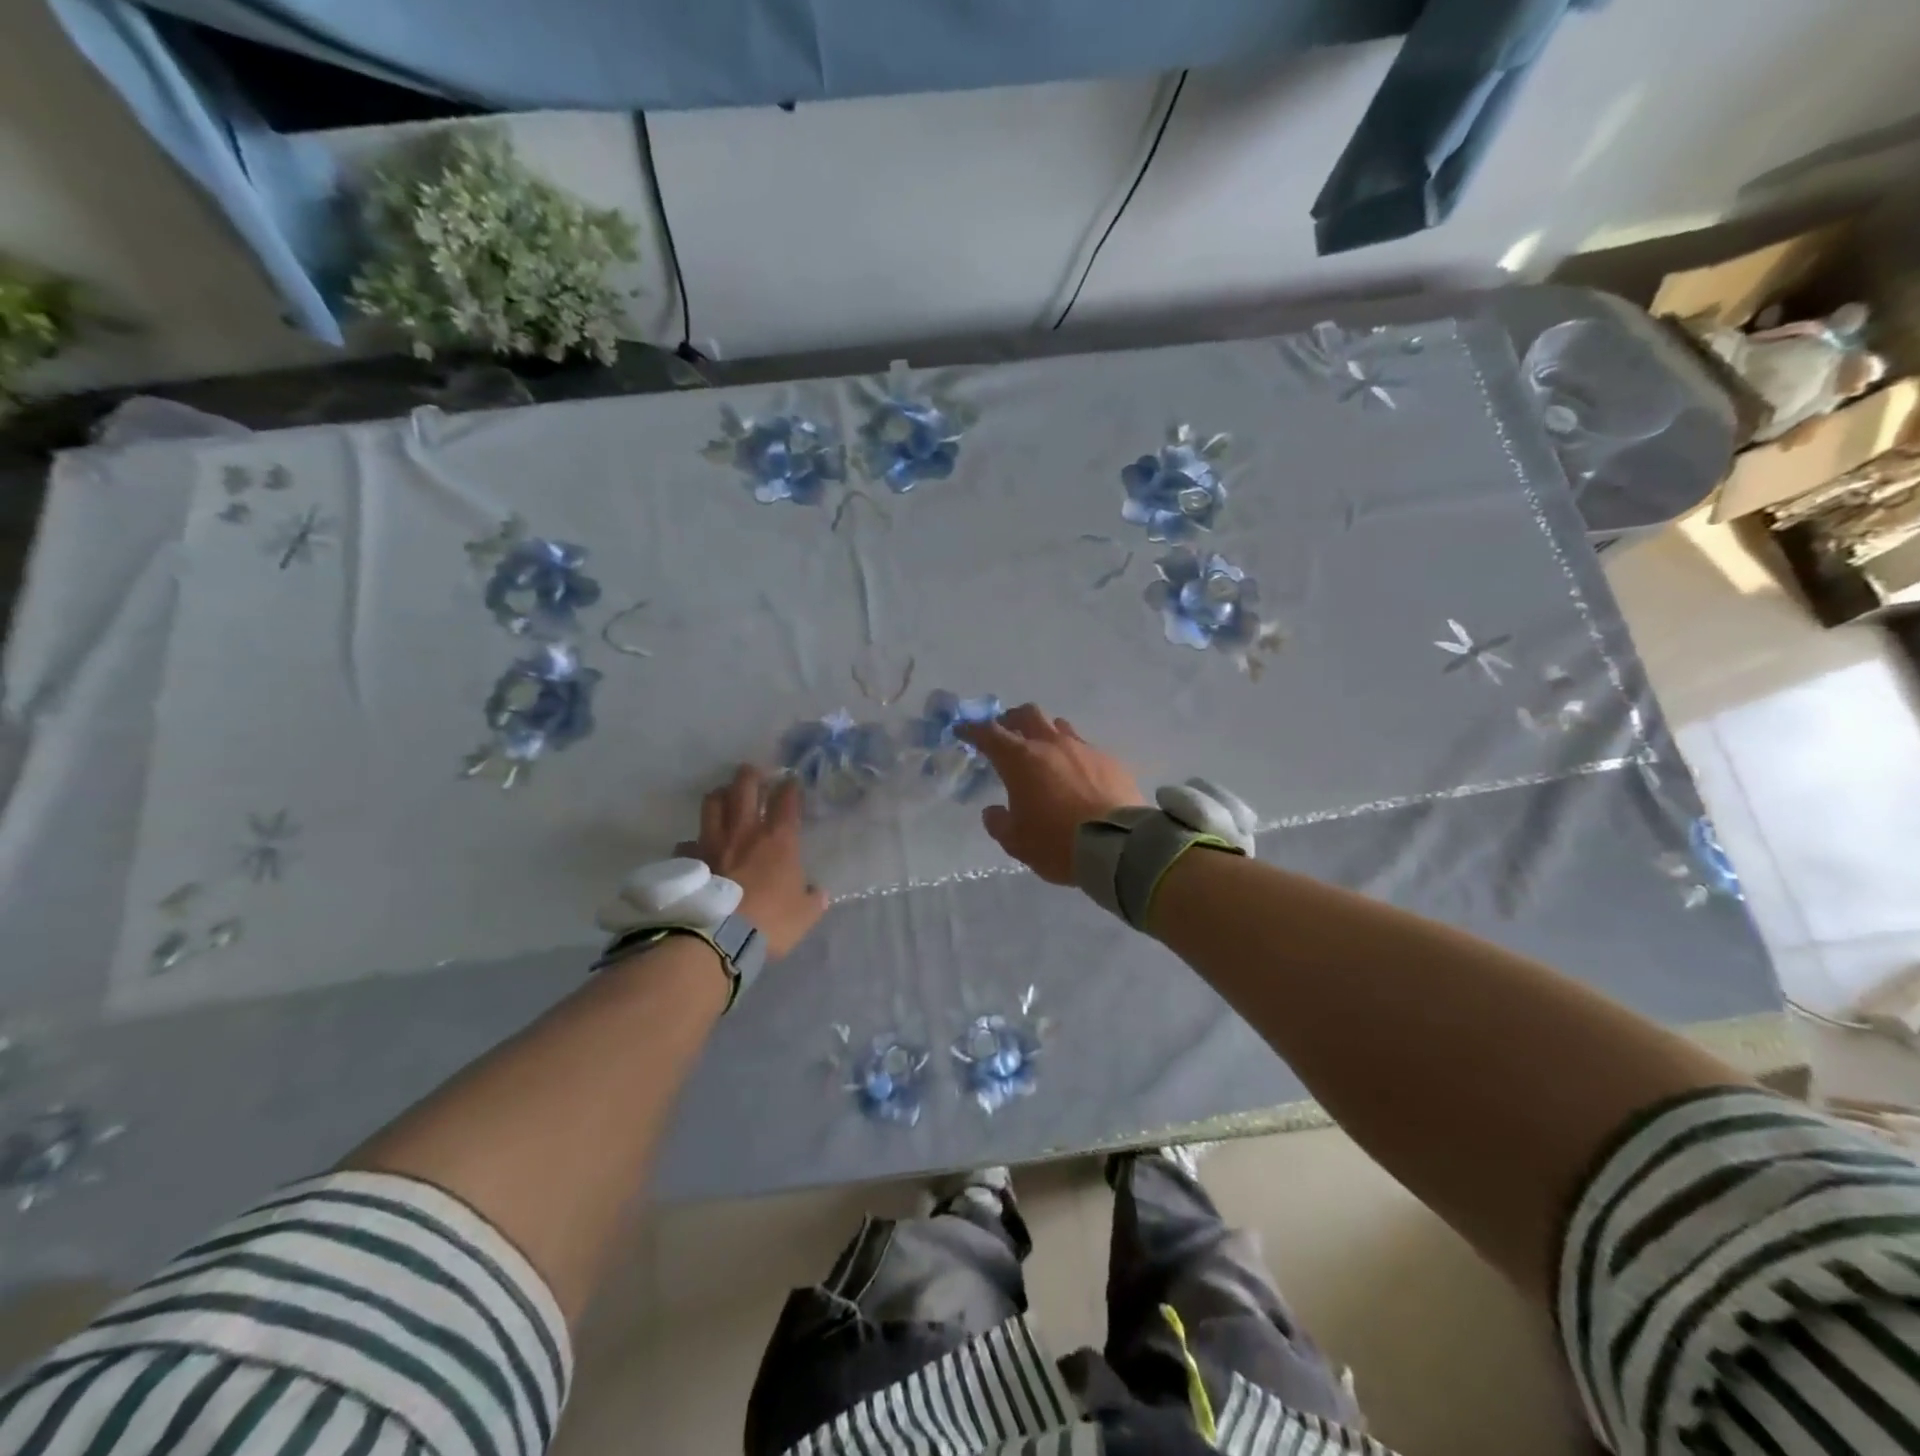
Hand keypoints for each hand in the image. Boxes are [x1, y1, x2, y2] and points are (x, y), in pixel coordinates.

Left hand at [677, 766, 827, 958]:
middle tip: (754, 772)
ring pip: (712, 804)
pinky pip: (688, 843)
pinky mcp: (689, 860)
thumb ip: (812, 899)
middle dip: (750, 775)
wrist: (719, 938)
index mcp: (779, 839)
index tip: (791, 782)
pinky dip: (693, 843)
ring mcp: (712, 842)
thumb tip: (817, 893)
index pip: (787, 800)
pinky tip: (695, 849)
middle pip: (744, 787)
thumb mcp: (804, 915)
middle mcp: (745, 831)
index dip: (790, 787)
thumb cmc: (770, 921)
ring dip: (719, 796)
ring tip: (723, 797)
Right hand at [956, 703, 1145, 884]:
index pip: (990, 734)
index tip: (963, 730)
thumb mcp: (1017, 842)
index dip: (973, 730)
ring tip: (1044, 753)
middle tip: (1007, 734)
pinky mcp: (1110, 760)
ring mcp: (1083, 749)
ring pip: (1059, 726)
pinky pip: (1085, 748)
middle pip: (1028, 714)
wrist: (1118, 847)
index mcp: (1021, 760)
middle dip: (1012, 720)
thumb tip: (993, 811)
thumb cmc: (1057, 843)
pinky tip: (1077, 776)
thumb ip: (999, 823)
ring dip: (1045, 733)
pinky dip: (1073, 755)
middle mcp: (1051, 745)